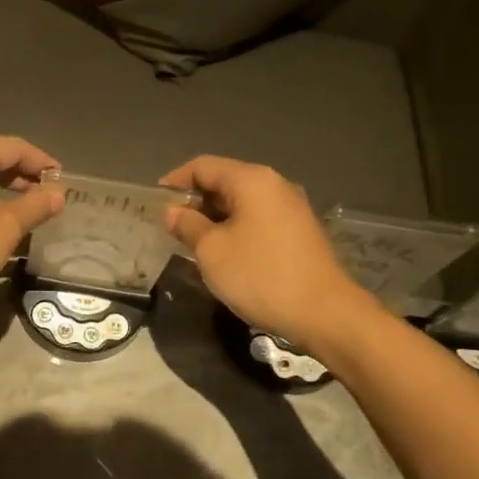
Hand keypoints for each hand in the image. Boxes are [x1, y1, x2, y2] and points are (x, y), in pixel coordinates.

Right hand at [160, 156, 365, 348]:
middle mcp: (275, 185)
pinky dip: (236, 228)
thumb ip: (187, 225)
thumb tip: (173, 212)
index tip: (155, 203)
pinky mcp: (300, 232)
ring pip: (242, 202)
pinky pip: (259, 219)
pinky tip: (225, 253)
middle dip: (195, 201)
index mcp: (252, 180)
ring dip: (215, 217)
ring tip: (193, 242)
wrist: (323, 312)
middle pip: (225, 181)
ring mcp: (292, 208)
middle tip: (171, 226)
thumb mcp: (211, 250)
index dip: (175, 181)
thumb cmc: (259, 275)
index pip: (203, 166)